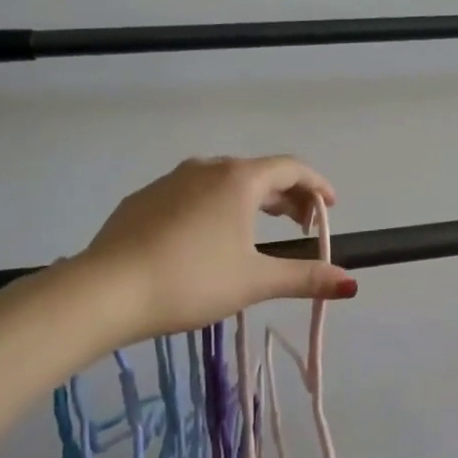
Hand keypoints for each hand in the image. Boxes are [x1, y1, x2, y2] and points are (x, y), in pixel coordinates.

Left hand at [77, 155, 357, 340]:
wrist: (106, 290)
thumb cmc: (192, 280)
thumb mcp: (254, 281)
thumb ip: (305, 278)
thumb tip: (351, 283)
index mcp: (239, 179)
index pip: (292, 168)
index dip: (318, 185)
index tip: (331, 207)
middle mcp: (206, 168)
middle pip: (259, 173)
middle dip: (287, 196)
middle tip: (302, 225)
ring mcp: (170, 180)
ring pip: (223, 181)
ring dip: (250, 200)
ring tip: (258, 230)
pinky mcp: (143, 199)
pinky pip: (191, 194)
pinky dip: (214, 207)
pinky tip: (206, 239)